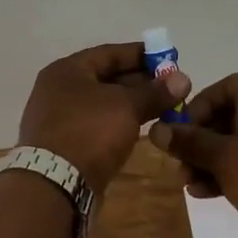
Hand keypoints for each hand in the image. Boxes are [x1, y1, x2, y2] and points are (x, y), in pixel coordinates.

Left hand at [18, 41, 192, 194]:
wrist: (54, 185)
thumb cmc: (89, 132)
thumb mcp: (126, 106)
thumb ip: (154, 92)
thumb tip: (182, 78)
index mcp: (67, 70)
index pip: (109, 53)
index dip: (141, 54)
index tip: (169, 58)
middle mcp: (58, 90)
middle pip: (105, 78)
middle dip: (140, 81)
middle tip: (172, 87)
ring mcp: (59, 119)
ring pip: (103, 104)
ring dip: (132, 104)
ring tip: (164, 108)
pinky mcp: (65, 145)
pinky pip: (97, 125)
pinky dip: (119, 123)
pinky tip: (141, 128)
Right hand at [147, 73, 237, 237]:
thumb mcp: (224, 159)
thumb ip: (189, 142)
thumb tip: (156, 129)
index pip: (224, 87)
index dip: (199, 105)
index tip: (182, 130)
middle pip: (226, 117)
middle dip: (198, 141)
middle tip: (180, 164)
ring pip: (235, 144)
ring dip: (209, 161)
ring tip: (190, 186)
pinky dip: (228, 174)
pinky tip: (209, 195)